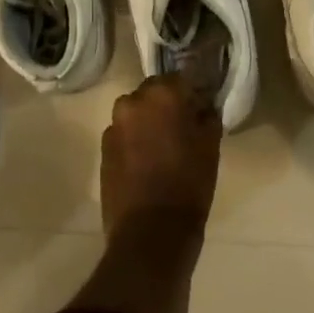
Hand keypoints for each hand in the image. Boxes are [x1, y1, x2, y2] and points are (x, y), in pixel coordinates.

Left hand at [100, 74, 220, 238]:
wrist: (150, 233)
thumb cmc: (188, 185)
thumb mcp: (210, 147)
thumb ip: (207, 116)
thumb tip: (203, 106)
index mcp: (162, 94)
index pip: (180, 78)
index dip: (191, 93)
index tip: (199, 108)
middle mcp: (133, 101)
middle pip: (153, 92)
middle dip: (166, 104)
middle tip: (181, 126)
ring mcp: (114, 124)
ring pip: (135, 112)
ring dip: (147, 121)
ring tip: (162, 146)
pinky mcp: (103, 148)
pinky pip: (123, 133)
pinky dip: (133, 140)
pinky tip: (145, 162)